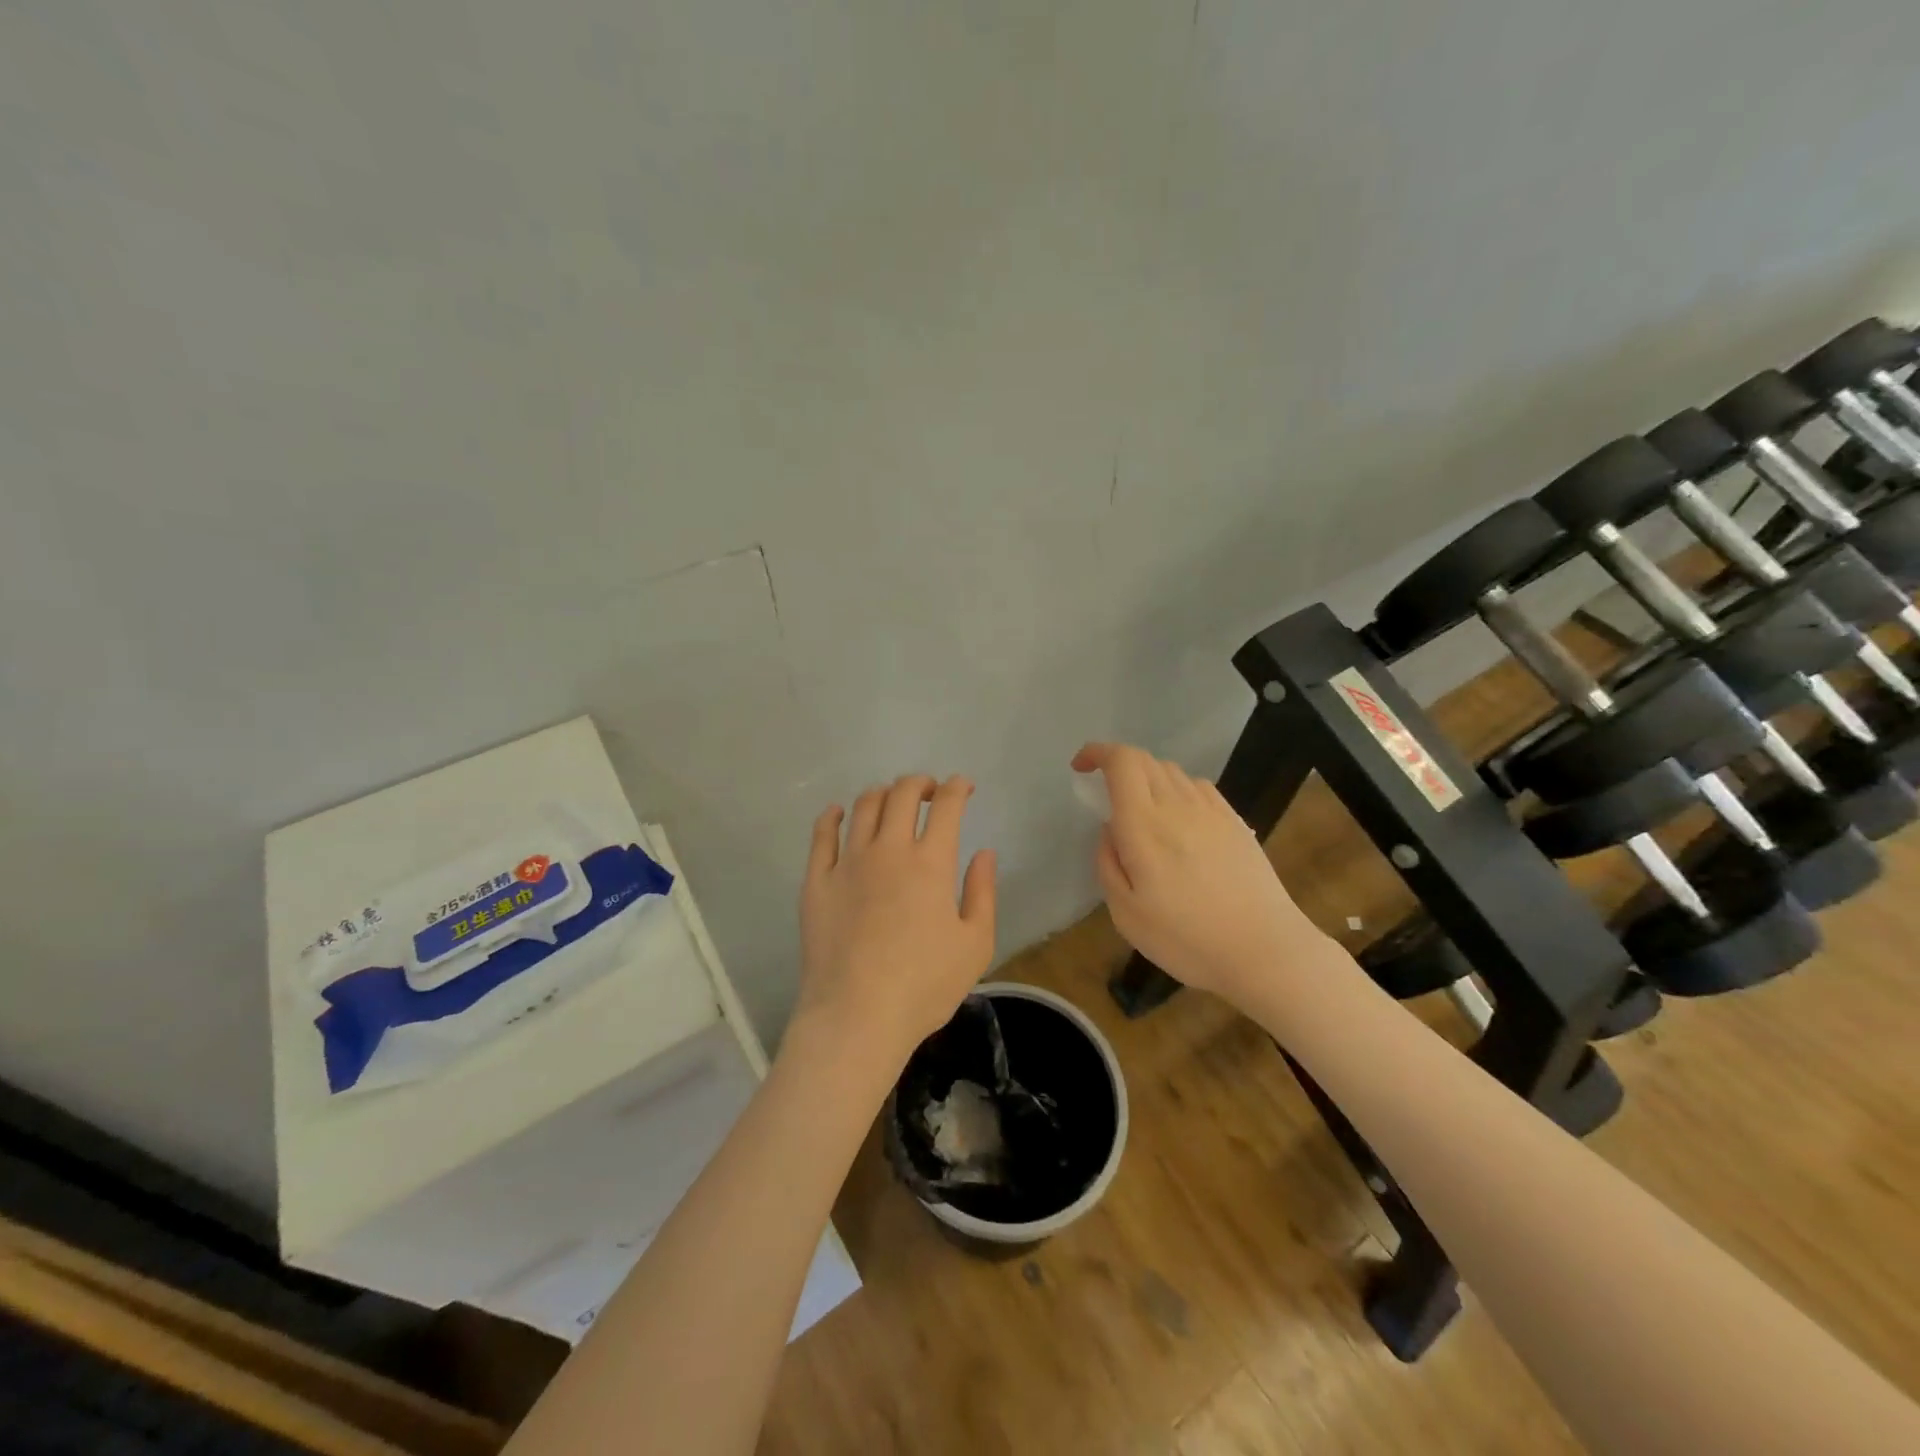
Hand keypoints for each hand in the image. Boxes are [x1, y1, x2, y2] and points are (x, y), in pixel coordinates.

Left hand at [794, 774, 997, 1063]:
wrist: (857, 1016)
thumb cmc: (924, 986)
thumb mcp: (975, 945)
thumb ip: (983, 892)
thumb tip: (984, 853)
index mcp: (931, 862)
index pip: (947, 805)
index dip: (958, 787)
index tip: (963, 788)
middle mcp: (889, 849)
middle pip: (902, 793)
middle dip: (921, 784)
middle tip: (930, 793)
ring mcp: (848, 862)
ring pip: (864, 806)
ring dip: (883, 794)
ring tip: (891, 802)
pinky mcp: (817, 880)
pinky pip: (822, 834)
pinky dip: (832, 816)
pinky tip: (838, 813)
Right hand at [1072, 742, 1322, 1006]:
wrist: (1265, 949)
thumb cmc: (1186, 938)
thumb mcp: (1125, 913)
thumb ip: (1108, 863)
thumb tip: (1110, 830)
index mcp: (1143, 824)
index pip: (1121, 761)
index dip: (1098, 752)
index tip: (1081, 768)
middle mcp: (1177, 805)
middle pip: (1145, 760)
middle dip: (1118, 766)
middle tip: (1106, 796)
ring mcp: (1211, 810)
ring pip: (1172, 771)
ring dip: (1148, 779)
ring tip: (1143, 813)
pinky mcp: (1235, 821)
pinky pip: (1198, 787)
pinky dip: (1178, 790)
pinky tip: (1180, 821)